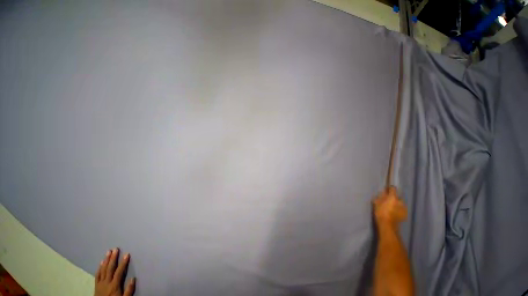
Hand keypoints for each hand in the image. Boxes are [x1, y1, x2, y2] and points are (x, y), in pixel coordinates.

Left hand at [95, 248, 135, 295]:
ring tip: (108, 252)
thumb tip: (133, 278)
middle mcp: (107, 282)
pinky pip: (97, 275)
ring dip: (106, 260)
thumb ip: (129, 290)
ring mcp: (100, 283)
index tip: (126, 254)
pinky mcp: (96, 285)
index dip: (123, 263)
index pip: (119, 272)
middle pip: (110, 269)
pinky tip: (101, 262)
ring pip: (103, 270)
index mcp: (114, 285)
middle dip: (113, 259)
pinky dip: (99, 268)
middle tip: (115, 249)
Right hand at [373, 186, 406, 225]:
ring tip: (391, 207)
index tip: (386, 190)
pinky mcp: (405, 214)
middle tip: (388, 200)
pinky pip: (402, 208)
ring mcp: (404, 207)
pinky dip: (399, 209)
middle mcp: (400, 201)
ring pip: (400, 203)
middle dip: (393, 197)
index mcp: (393, 197)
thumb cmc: (380, 212)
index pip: (393, 188)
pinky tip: (394, 212)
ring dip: (397, 203)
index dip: (389, 188)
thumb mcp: (377, 202)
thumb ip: (381, 196)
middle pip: (397, 196)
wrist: (387, 224)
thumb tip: (384, 192)